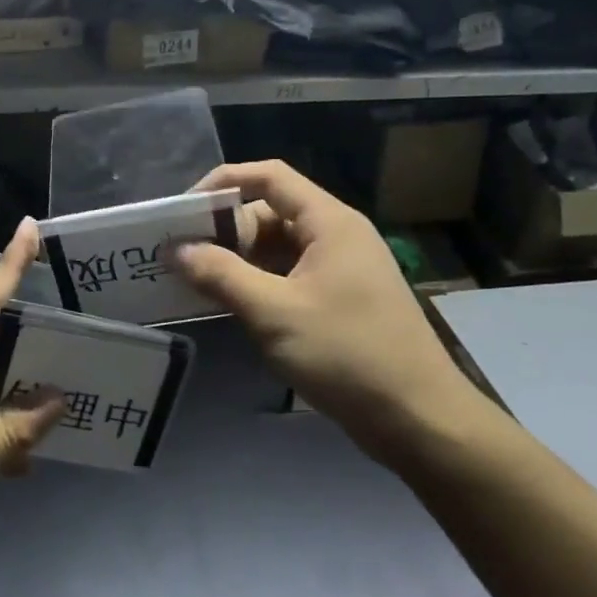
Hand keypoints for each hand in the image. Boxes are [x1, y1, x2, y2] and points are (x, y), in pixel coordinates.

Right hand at [173, 161, 489, 466]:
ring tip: (193, 280)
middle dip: (224, 230)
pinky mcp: (338, 300)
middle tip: (181, 256)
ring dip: (236, 260)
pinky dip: (255, 283)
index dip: (223, 183)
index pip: (269, 177)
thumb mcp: (274, 312)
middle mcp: (336, 236)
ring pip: (276, 248)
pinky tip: (227, 304)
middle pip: (269, 212)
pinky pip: (287, 276)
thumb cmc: (347, 354)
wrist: (418, 419)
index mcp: (329, 223)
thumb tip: (177, 250)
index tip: (183, 210)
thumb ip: (221, 275)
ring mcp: (339, 270)